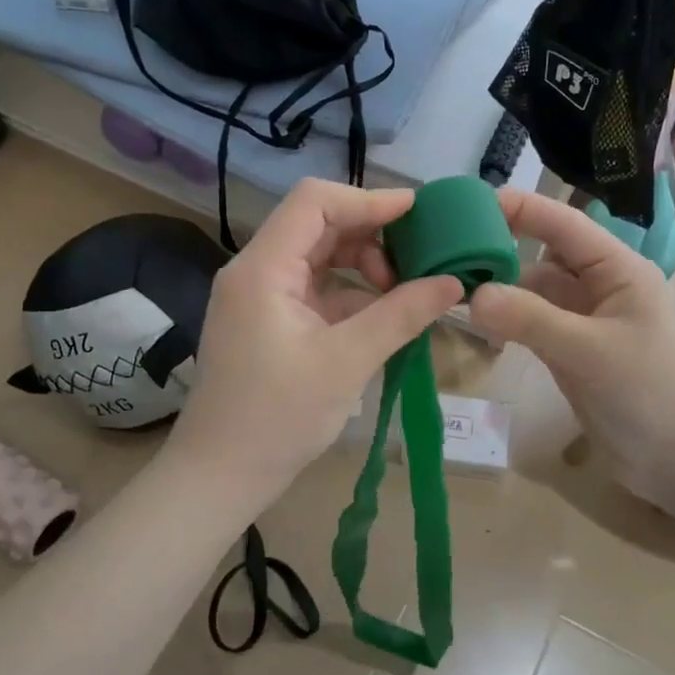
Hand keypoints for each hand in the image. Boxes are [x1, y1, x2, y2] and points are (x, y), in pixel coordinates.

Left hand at [166, 179, 462, 514]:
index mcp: (263, 268)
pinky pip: (315, 289)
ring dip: (362, 266)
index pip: (315, 202)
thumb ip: (401, 314)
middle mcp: (256, 270)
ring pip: (319, 257)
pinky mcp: (269, 321)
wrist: (221, 474)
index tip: (418, 213)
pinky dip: (350, 295)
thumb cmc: (278, 417)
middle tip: (417, 260)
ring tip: (403, 293)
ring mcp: (261, 296)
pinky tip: (383, 316)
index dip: (368, 200)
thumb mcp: (348, 362)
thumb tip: (453, 282)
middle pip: (318, 225)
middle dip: (371, 236)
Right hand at [468, 189, 674, 514]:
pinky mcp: (575, 358)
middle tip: (447, 254)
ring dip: (502, 293)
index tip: (469, 203)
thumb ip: (531, 319)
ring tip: (451, 291)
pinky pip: (535, 329)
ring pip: (535, 296)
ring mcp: (586, 326)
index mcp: (617, 270)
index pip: (563, 224)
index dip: (520, 208)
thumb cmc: (653, 393)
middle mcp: (600, 290)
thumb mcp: (590, 350)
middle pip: (543, 258)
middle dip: (502, 252)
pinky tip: (479, 326)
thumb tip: (471, 294)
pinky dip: (510, 325)